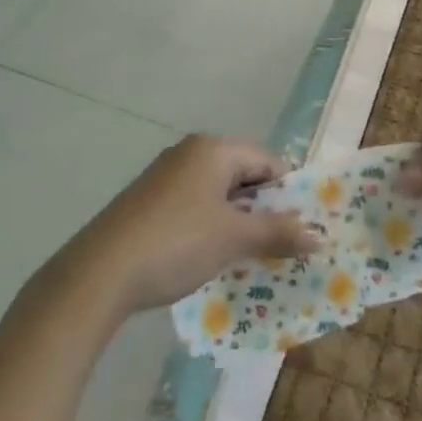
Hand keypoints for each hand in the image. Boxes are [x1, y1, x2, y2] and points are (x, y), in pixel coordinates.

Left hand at [58, 136, 322, 315]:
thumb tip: (320, 235)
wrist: (102, 271)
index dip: (288, 191)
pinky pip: (195, 206)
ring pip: (217, 193)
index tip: (303, 226)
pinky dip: (211, 227)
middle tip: (284, 244)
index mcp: (213, 149)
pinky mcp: (149, 201)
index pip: (266, 160)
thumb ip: (277, 233)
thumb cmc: (177, 242)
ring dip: (238, 221)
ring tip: (254, 257)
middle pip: (241, 174)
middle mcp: (190, 153)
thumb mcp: (232, 239)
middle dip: (264, 208)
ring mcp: (166, 176)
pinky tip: (214, 258)